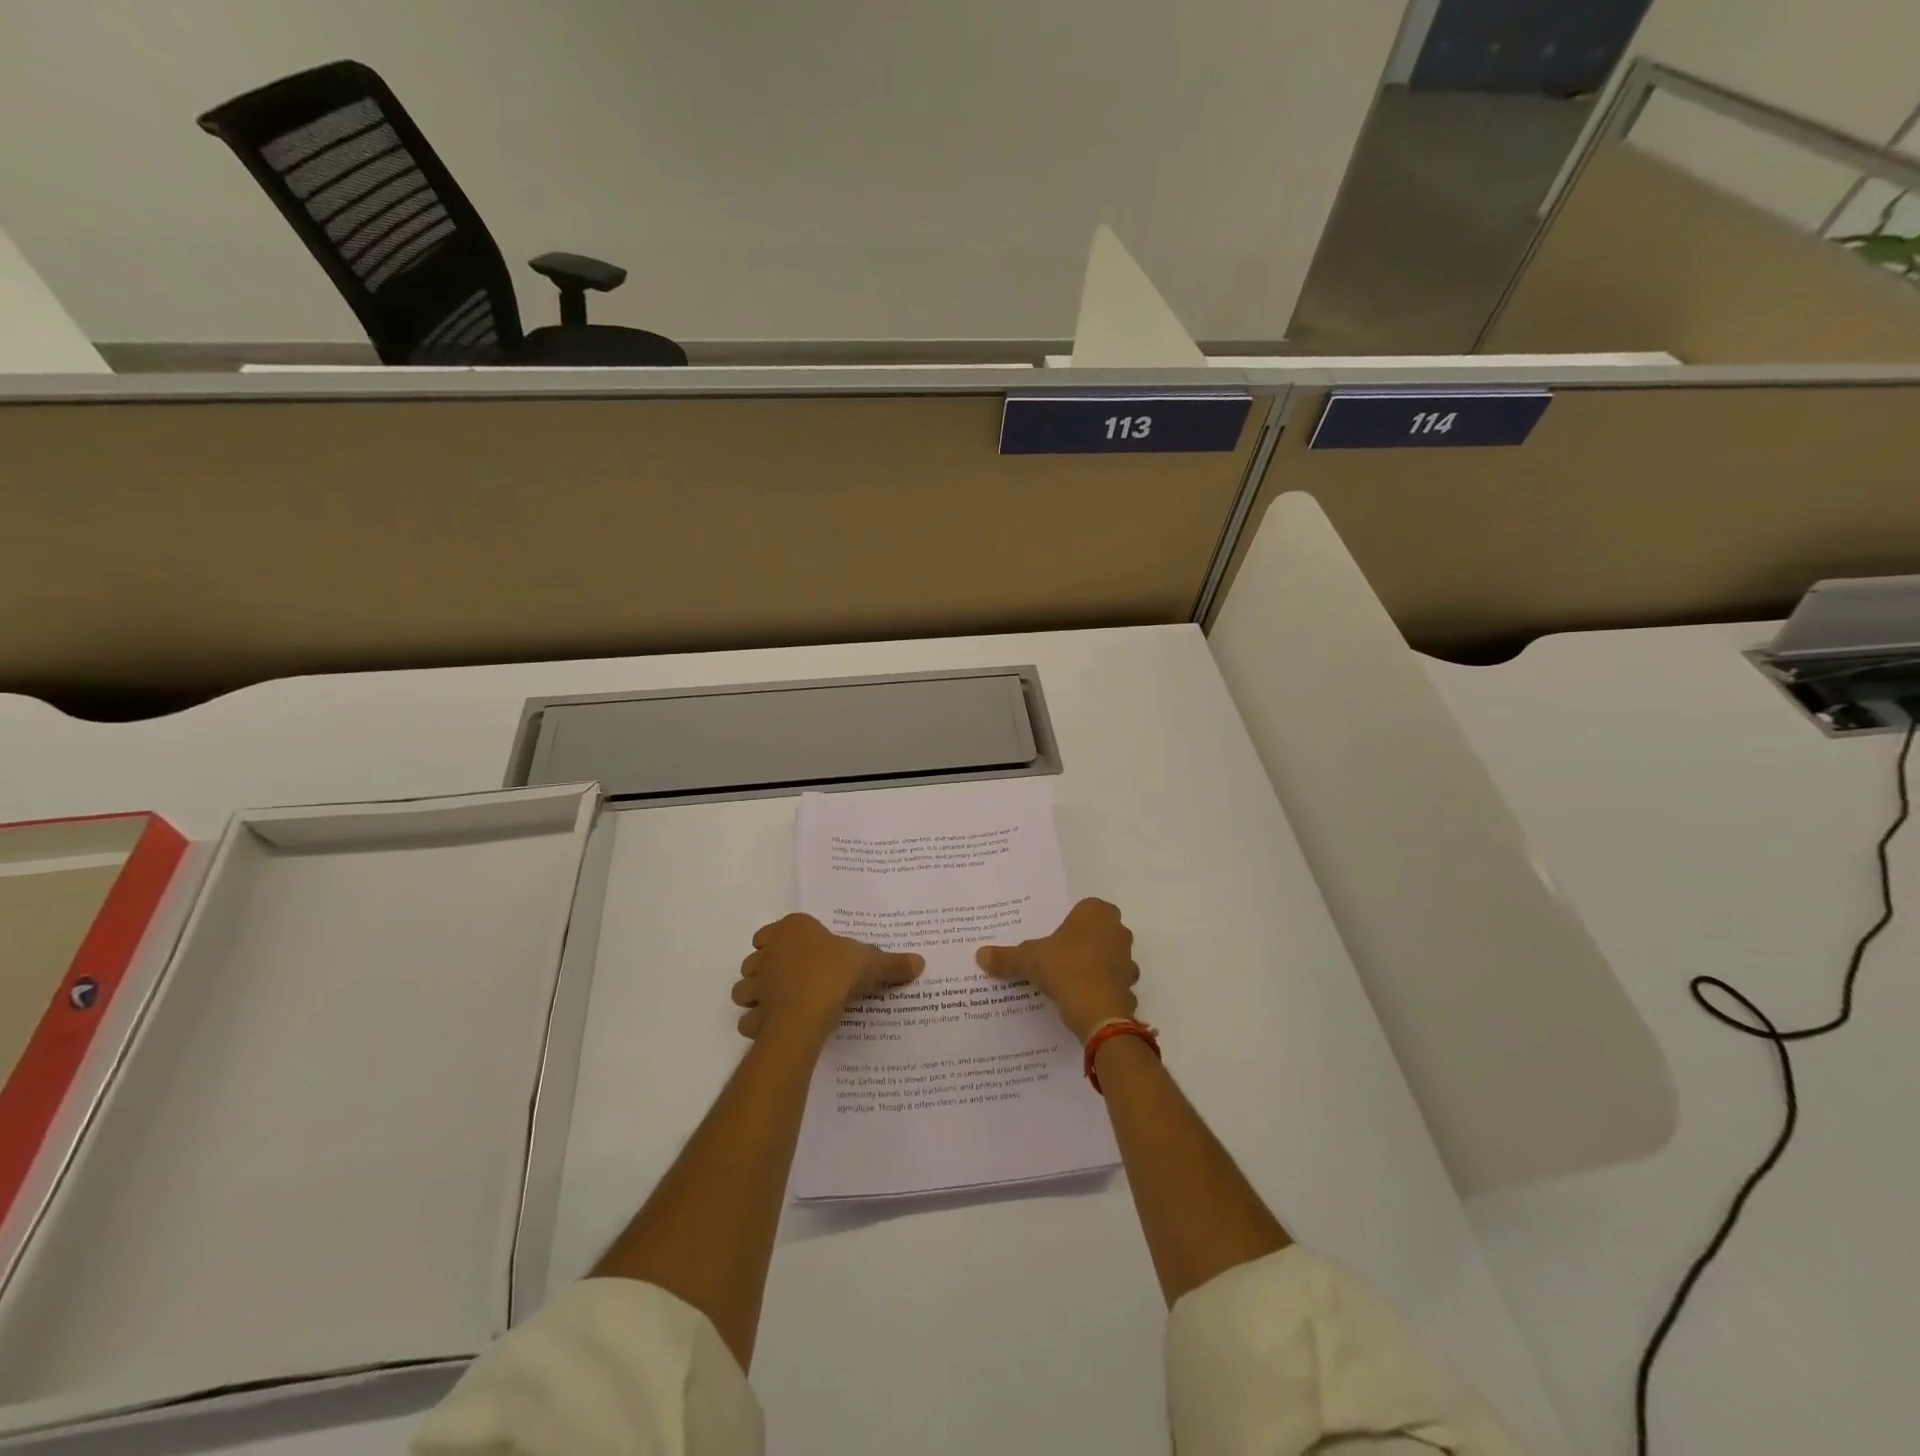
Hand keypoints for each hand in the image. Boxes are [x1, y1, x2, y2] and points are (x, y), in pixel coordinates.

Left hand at [731, 913, 923, 1040]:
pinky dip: (759, 1023)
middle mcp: (768, 952)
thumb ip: (892, 964)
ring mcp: (757, 983)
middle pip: (757, 958)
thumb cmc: (836, 973)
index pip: (774, 930)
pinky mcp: (753, 1012)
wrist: (809, 1010)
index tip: (802, 954)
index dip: (784, 942)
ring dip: (757, 995)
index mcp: (793, 929)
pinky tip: (778, 1027)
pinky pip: (750, 1018)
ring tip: (781, 1004)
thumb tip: (920, 962)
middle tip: (792, 980)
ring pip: (745, 987)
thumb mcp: (871, 963)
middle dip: (767, 968)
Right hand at [976, 898, 1140, 1041]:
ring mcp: (1128, 960)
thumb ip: (1006, 957)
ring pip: (1110, 958)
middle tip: (1059, 956)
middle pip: (1099, 932)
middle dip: (1084, 942)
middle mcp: (1117, 931)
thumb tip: (980, 955)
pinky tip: (1084, 1001)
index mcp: (1096, 913)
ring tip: (1070, 981)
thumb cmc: (1064, 968)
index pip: (1085, 908)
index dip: (1071, 922)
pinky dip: (1102, 991)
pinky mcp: (1130, 987)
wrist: (1096, 1010)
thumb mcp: (1028, 959)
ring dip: (1096, 967)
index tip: (1055, 936)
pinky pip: (1114, 985)